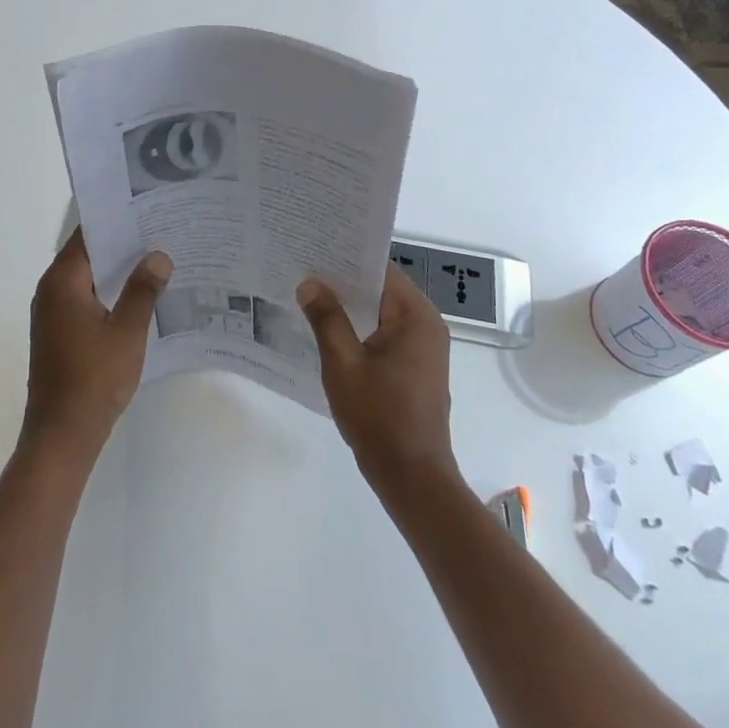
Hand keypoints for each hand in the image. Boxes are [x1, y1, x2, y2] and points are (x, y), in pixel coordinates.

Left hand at [22, 230, 172, 460]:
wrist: (62, 434)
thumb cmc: (94, 378)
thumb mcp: (127, 331)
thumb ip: (143, 290)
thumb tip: (158, 256)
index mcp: (62, 282)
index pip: (87, 236)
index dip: (116, 222)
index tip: (146, 209)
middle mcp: (50, 291)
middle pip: (86, 256)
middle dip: (121, 245)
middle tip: (159, 232)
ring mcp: (51, 314)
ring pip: (86, 279)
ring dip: (115, 272)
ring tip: (155, 261)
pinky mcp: (57, 334)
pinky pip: (83, 300)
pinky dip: (107, 293)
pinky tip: (137, 298)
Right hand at [297, 265, 459, 500]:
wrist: (412, 477)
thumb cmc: (379, 416)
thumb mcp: (343, 363)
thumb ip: (326, 319)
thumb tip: (310, 283)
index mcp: (416, 316)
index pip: (380, 270)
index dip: (346, 259)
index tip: (314, 250)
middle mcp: (426, 325)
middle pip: (381, 290)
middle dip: (343, 283)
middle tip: (302, 271)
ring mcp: (423, 348)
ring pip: (380, 314)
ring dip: (350, 308)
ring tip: (309, 296)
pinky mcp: (415, 368)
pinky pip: (384, 335)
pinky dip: (360, 330)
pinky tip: (328, 332)